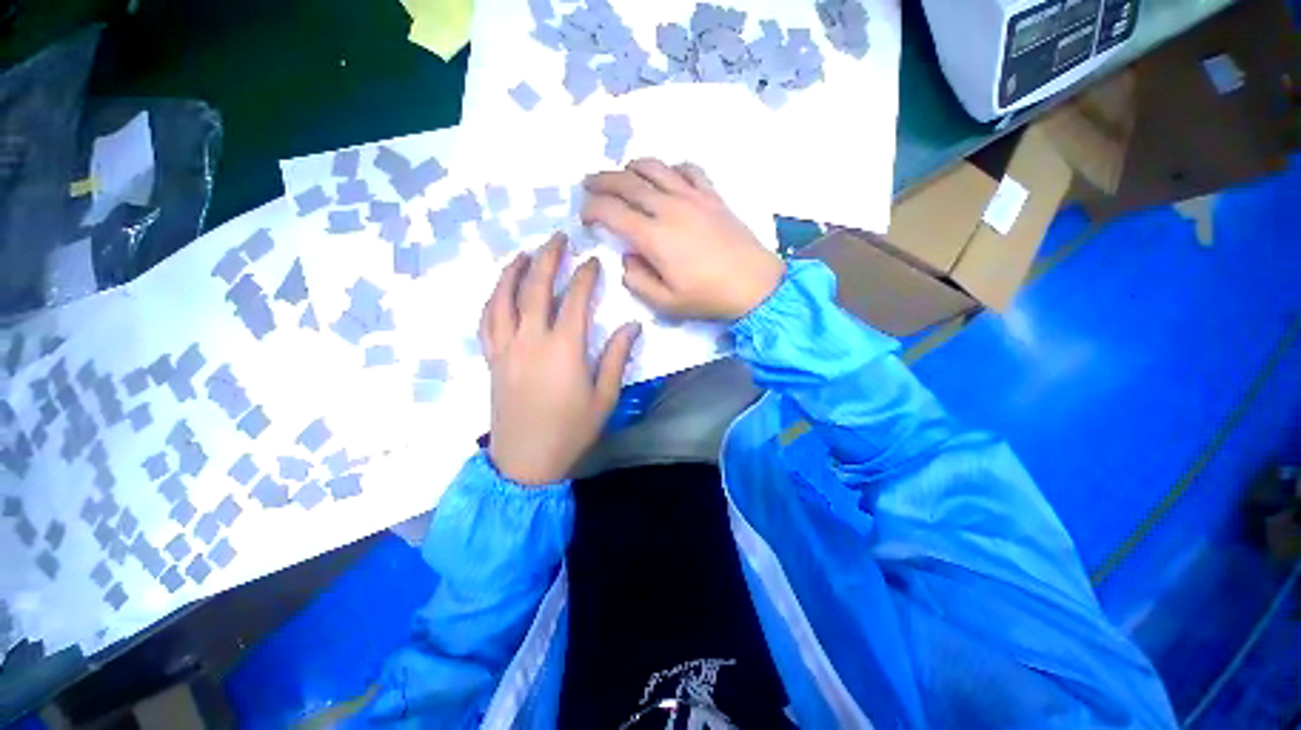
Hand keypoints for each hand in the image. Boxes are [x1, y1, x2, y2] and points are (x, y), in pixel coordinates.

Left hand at [479, 234, 640, 485]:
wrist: (526, 461)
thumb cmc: (571, 430)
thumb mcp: (604, 396)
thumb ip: (616, 356)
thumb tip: (631, 325)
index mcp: (563, 348)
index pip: (574, 299)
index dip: (585, 276)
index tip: (593, 261)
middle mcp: (530, 340)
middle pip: (535, 288)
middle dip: (547, 258)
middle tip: (557, 238)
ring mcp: (505, 348)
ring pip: (503, 299)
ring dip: (513, 272)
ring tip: (524, 254)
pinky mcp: (491, 360)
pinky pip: (486, 321)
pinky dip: (492, 300)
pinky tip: (499, 291)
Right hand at [582, 158, 784, 320]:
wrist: (754, 285)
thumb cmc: (708, 297)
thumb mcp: (665, 303)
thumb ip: (637, 281)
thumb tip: (627, 259)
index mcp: (654, 236)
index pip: (612, 212)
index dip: (592, 210)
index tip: (585, 216)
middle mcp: (669, 207)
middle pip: (627, 182)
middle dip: (602, 180)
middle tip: (588, 184)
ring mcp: (693, 197)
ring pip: (655, 168)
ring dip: (632, 167)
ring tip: (622, 174)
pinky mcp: (712, 195)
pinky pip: (688, 169)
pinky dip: (671, 167)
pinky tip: (667, 176)